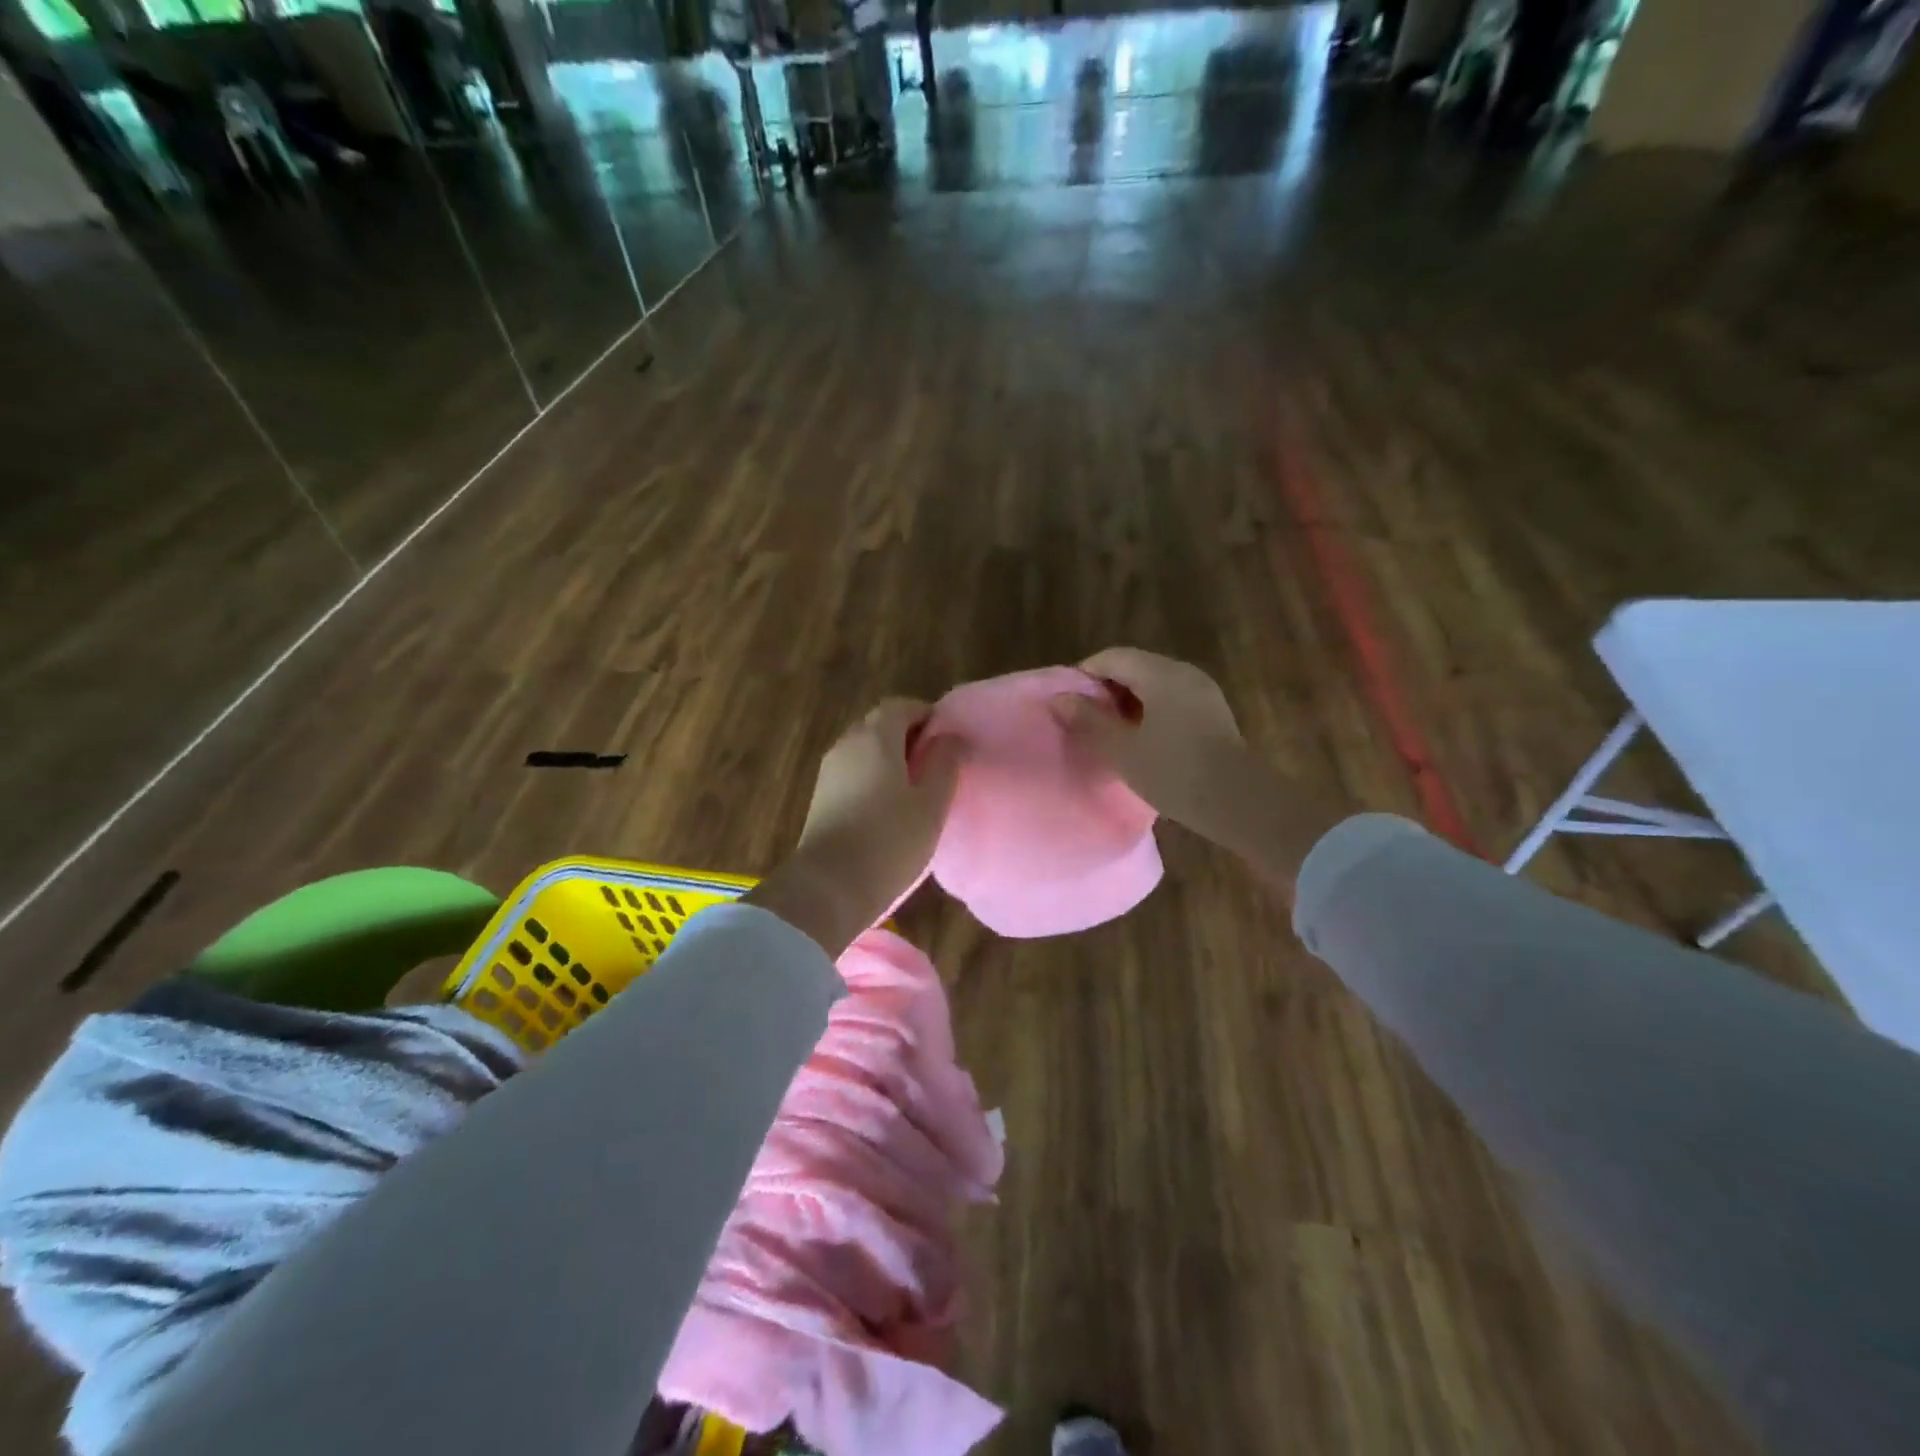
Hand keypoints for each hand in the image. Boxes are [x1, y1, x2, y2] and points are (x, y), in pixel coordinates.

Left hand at [747, 700, 963, 956]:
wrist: (828, 887)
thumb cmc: (890, 841)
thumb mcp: (931, 804)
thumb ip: (945, 763)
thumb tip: (951, 736)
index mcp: (876, 737)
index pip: (901, 706)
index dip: (927, 716)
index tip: (948, 739)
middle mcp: (847, 744)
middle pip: (879, 724)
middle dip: (908, 735)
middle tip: (935, 763)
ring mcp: (829, 770)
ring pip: (864, 749)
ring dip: (889, 758)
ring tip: (916, 788)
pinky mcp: (820, 797)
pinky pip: (852, 771)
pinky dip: (873, 776)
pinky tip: (889, 807)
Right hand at [1049, 648, 1253, 846]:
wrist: (1238, 801)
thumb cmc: (1173, 772)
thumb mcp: (1122, 750)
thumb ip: (1089, 721)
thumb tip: (1061, 699)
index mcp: (1160, 674)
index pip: (1113, 657)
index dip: (1085, 673)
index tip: (1068, 700)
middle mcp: (1183, 672)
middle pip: (1136, 666)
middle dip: (1107, 687)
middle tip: (1086, 717)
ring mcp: (1203, 691)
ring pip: (1155, 683)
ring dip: (1130, 700)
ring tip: (1111, 730)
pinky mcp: (1214, 712)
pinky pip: (1173, 698)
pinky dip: (1151, 709)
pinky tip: (1143, 737)